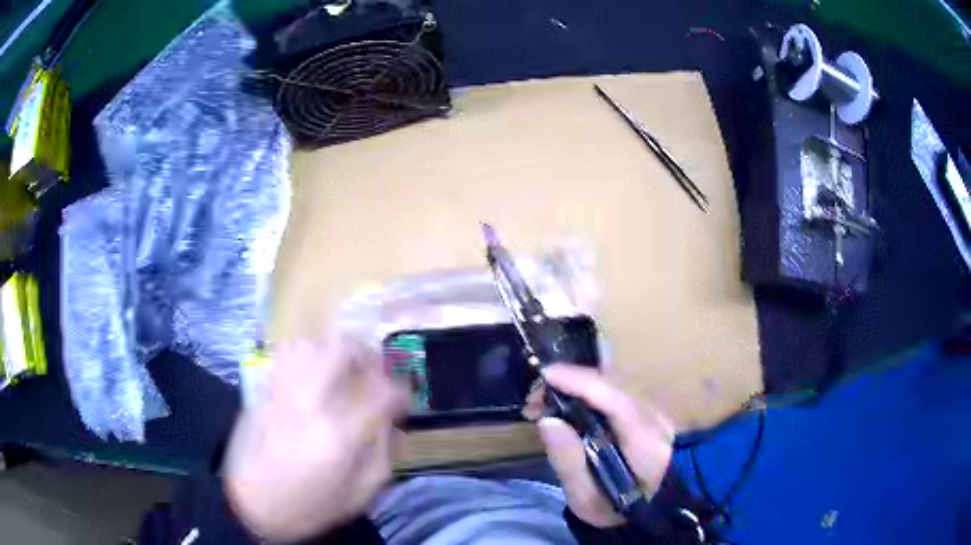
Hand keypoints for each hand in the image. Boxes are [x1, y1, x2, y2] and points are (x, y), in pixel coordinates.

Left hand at [224, 338, 407, 541]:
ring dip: (335, 352)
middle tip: (374, 373)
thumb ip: (383, 455)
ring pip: (312, 345)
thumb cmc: (310, 506)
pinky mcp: (263, 390)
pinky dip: (305, 354)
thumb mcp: (360, 494)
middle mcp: (310, 402)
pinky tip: (311, 372)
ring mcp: (282, 391)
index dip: (400, 392)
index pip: (381, 392)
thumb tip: (393, 424)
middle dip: (367, 355)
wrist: (252, 505)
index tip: (402, 403)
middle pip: (342, 350)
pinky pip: (285, 354)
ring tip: (343, 371)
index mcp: (339, 433)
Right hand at [523, 364, 674, 527]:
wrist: (653, 512)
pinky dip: (590, 392)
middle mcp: (656, 419)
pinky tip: (570, 403)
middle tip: (534, 398)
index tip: (545, 376)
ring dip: (579, 386)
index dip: (580, 382)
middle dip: (572, 381)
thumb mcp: (587, 498)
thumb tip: (547, 420)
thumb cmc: (615, 509)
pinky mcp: (651, 415)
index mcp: (644, 443)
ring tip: (546, 401)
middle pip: (615, 385)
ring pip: (617, 385)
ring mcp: (657, 414)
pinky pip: (619, 393)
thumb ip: (569, 461)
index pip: (615, 399)